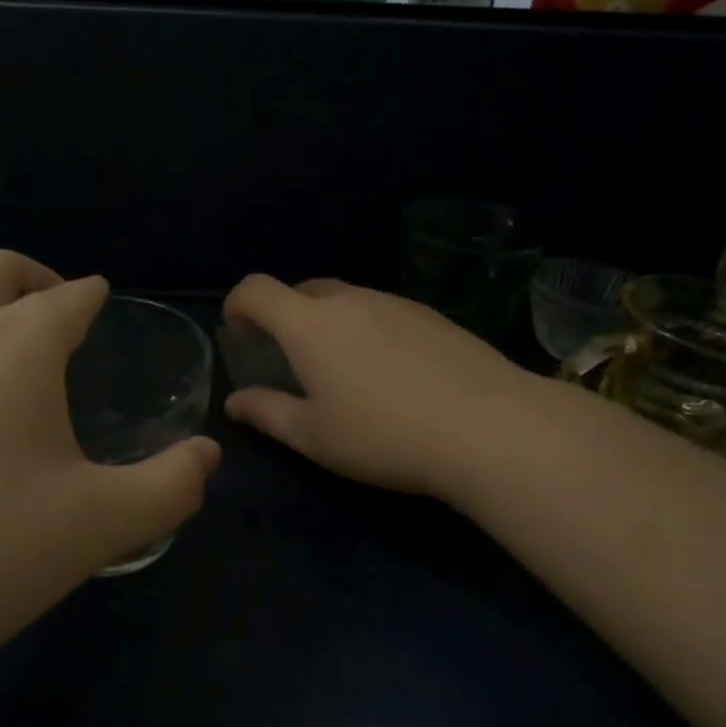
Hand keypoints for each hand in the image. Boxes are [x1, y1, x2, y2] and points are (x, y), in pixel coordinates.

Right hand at [221, 275, 532, 500]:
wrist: (489, 427)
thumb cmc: (384, 435)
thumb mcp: (315, 436)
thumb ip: (267, 413)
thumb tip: (236, 401)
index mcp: (310, 324)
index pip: (257, 289)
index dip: (237, 305)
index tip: (237, 332)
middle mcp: (350, 300)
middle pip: (301, 289)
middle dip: (283, 314)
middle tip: (287, 357)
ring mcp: (395, 302)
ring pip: (346, 299)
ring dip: (327, 322)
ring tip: (341, 369)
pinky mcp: (432, 314)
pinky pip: (382, 310)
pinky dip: (367, 328)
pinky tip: (389, 372)